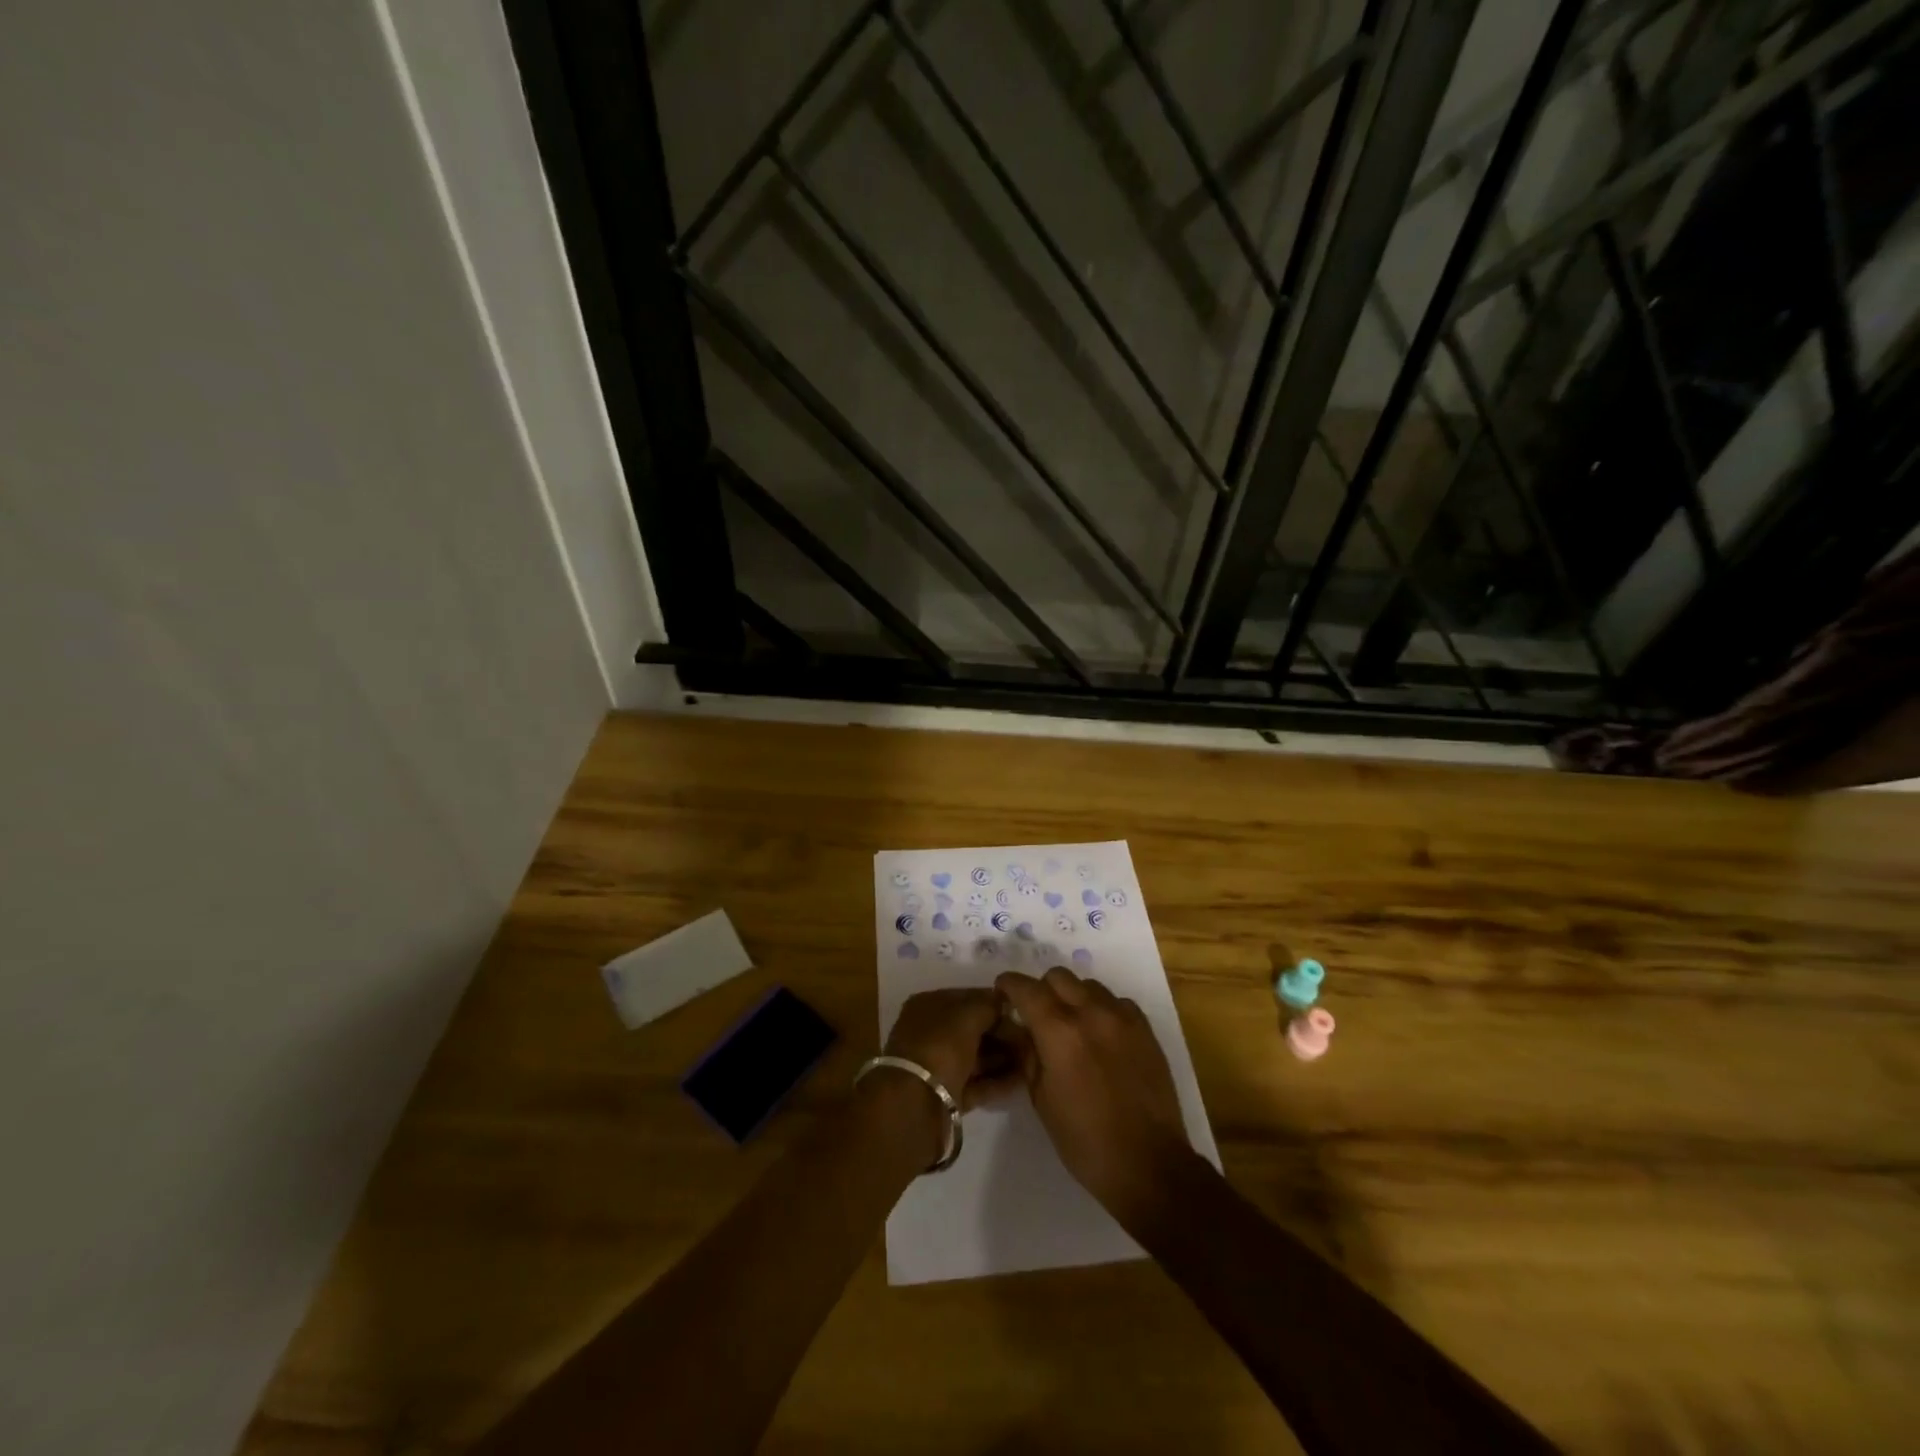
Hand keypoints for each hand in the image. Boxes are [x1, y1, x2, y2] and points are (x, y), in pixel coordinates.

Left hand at [883, 987, 1024, 1110]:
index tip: (1022, 1010)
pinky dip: (997, 1081)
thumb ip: (989, 1005)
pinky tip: (1022, 1081)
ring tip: (1032, 1059)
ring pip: (976, 1056)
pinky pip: (976, 1083)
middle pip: (972, 1028)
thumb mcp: (968, 1015)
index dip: (994, 1002)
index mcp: (927, 1006)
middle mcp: (930, 1033)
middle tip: (1031, 1038)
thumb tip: (1004, 1001)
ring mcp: (938, 1065)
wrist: (916, 1104)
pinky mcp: (947, 1094)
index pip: (967, 997)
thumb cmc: (940, 1046)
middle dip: (1002, 1033)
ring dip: (1003, 1057)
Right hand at [994, 967, 1190, 1215]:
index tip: (1002, 992)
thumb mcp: (1041, 1099)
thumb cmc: (1085, 1140)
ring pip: (1088, 985)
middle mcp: (1091, 1012)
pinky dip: (1102, 1009)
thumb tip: (1020, 1030)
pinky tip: (1101, 1037)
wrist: (1149, 1163)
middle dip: (1041, 989)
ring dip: (1073, 997)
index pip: (1026, 988)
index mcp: (1060, 1031)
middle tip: (1037, 1014)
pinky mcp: (1145, 1028)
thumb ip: (1027, 1055)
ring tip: (1071, 1026)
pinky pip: (1116, 1002)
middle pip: (1058, 976)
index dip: (1009, 985)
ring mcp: (1122, 1017)